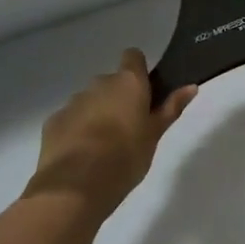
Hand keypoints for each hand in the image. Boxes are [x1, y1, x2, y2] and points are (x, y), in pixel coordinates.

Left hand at [26, 50, 197, 218]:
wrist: (76, 187)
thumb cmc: (126, 157)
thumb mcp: (155, 134)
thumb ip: (171, 108)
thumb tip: (191, 86)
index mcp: (128, 83)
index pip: (133, 57)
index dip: (138, 70)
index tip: (145, 92)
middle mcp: (99, 84)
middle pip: (111, 82)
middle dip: (118, 98)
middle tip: (128, 127)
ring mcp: (73, 102)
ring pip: (89, 101)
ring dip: (97, 114)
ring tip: (103, 146)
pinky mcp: (53, 122)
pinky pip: (70, 119)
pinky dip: (76, 130)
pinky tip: (81, 156)